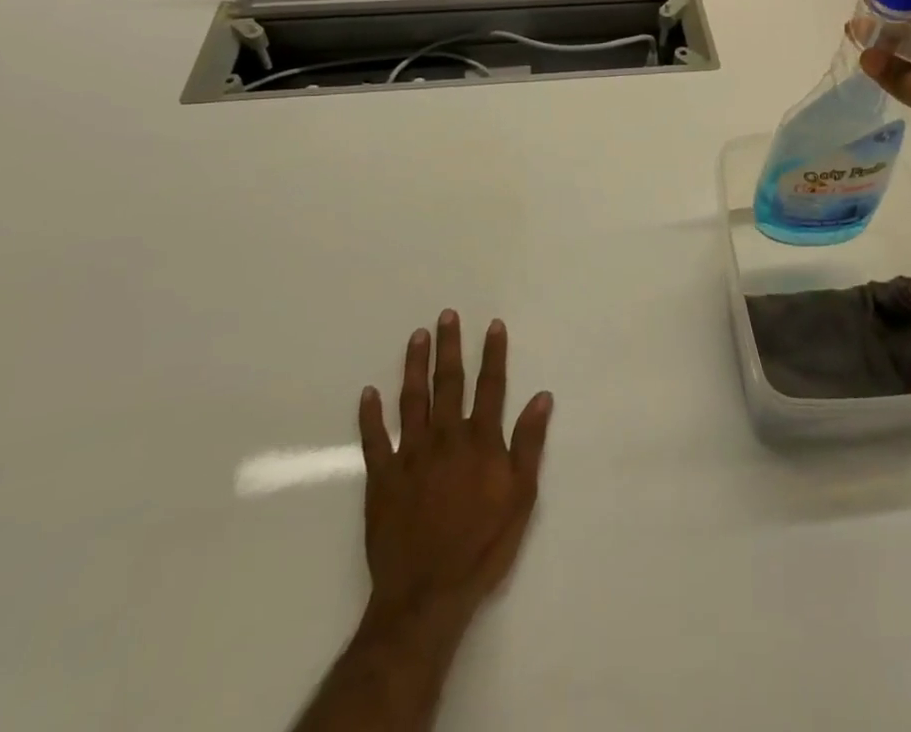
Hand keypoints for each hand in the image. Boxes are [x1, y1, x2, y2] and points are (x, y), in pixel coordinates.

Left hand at [358, 313, 552, 631]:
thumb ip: (529, 444)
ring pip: (412, 400)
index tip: (493, 325)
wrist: (427, 595)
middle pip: (449, 383)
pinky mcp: (382, 479)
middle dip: (449, 347)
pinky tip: (368, 393)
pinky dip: (370, 415)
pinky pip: (374, 440)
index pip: (490, 386)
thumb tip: (542, 397)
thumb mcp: (521, 497)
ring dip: (414, 366)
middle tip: (446, 315)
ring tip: (416, 337)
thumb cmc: (482, 546)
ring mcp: (410, 456)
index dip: (492, 354)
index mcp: (480, 441)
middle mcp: (445, 437)